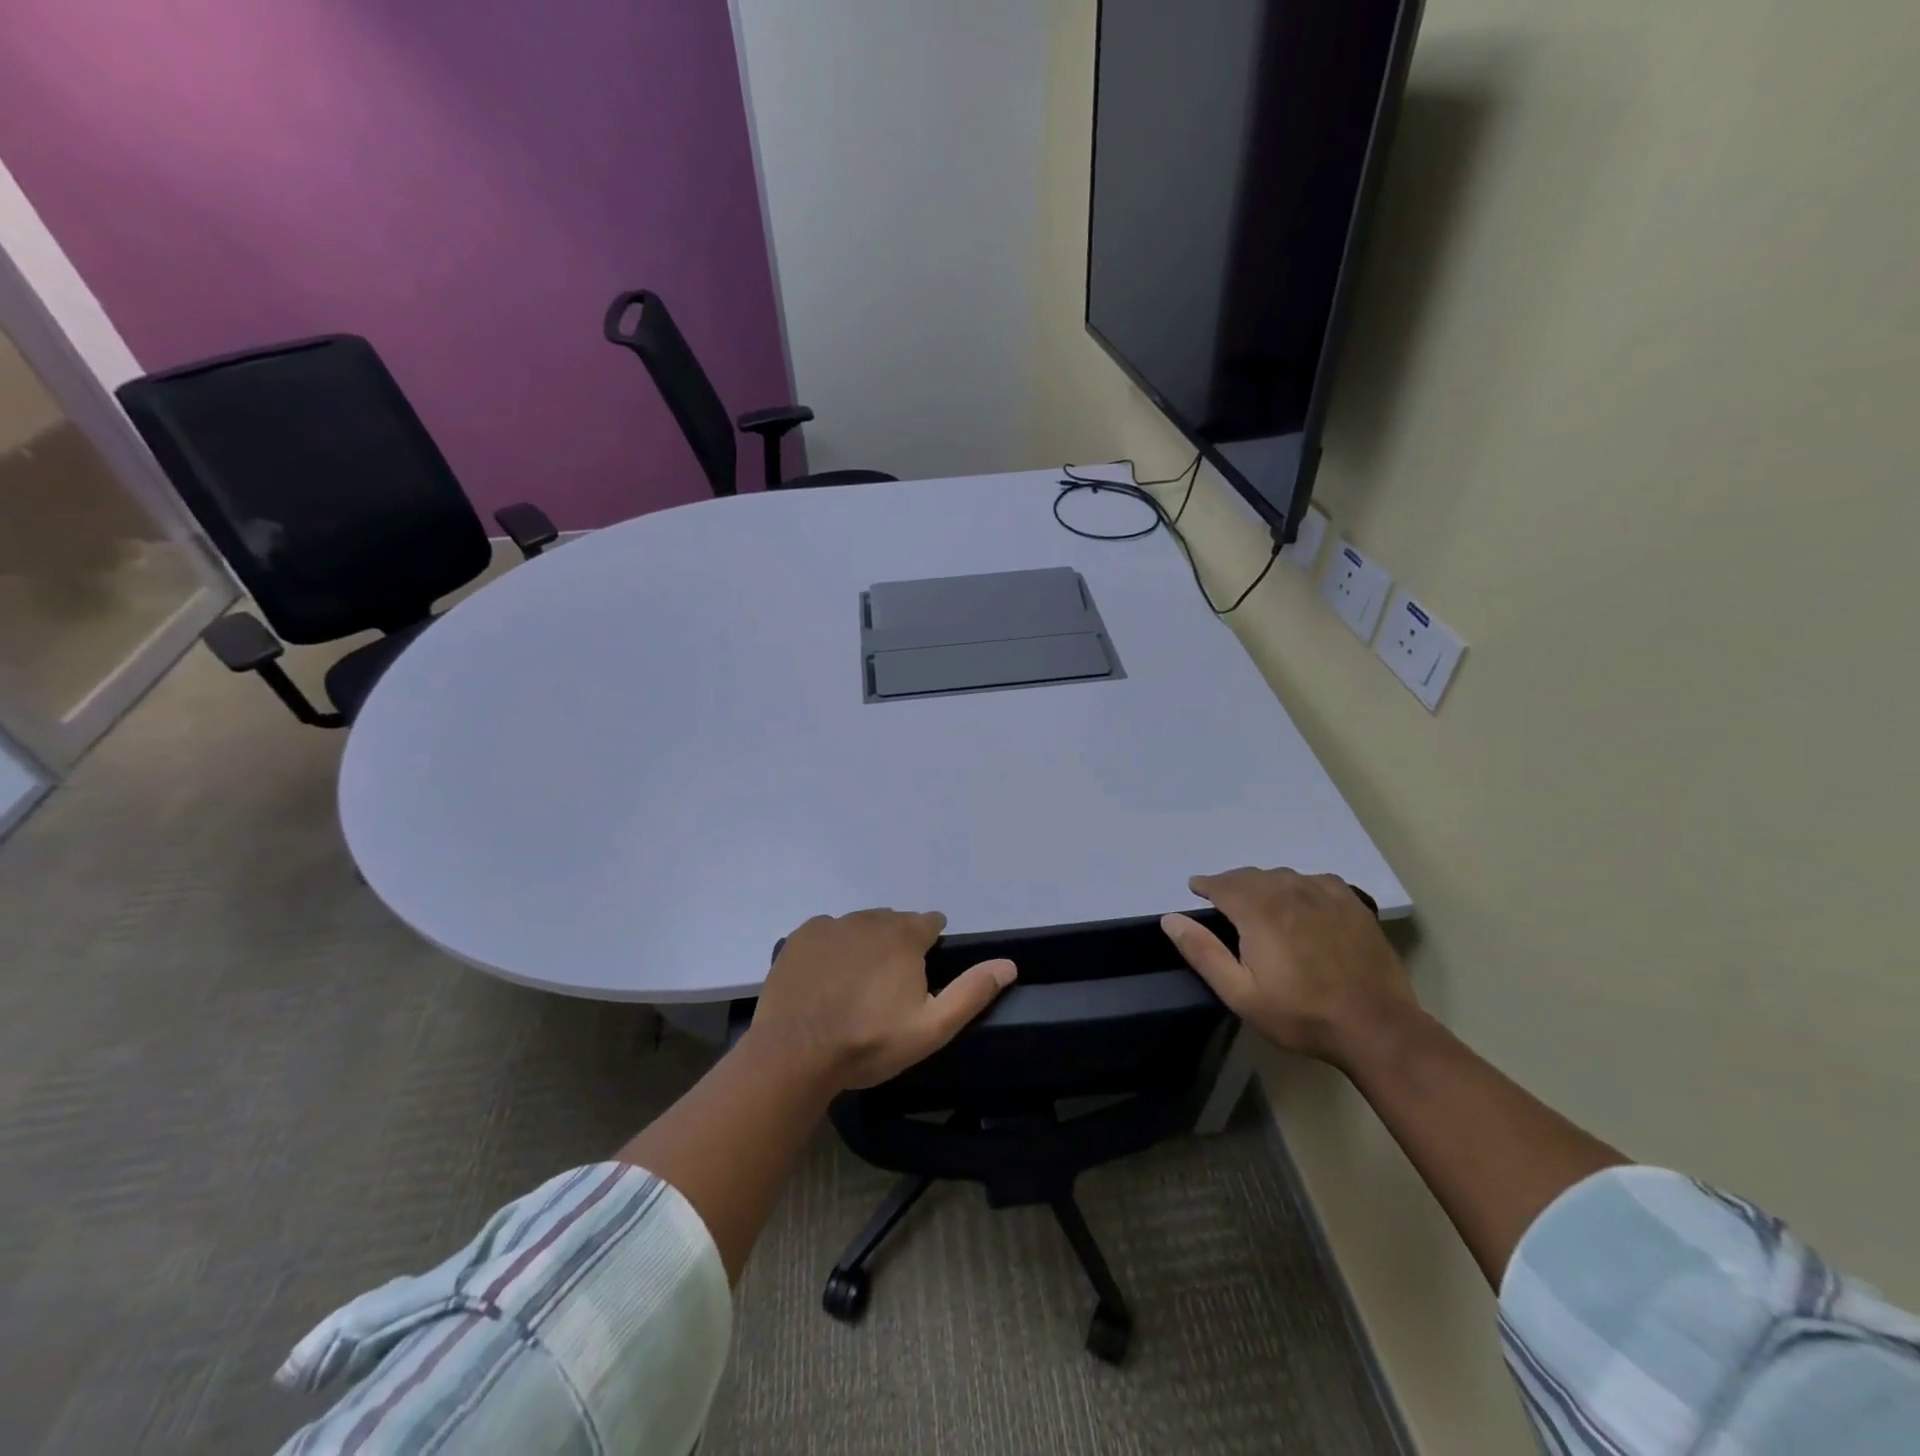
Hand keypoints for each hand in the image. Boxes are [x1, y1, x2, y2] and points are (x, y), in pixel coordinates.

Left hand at [749, 910, 1016, 1090]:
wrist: (794, 1053)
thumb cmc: (869, 1042)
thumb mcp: (931, 1028)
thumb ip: (972, 992)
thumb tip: (1009, 963)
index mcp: (905, 935)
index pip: (930, 923)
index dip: (931, 945)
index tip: (922, 974)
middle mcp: (870, 919)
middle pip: (894, 923)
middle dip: (898, 945)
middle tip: (888, 988)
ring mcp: (832, 925)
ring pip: (860, 926)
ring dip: (865, 945)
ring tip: (856, 986)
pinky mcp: (801, 936)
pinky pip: (827, 933)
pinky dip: (833, 949)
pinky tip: (826, 980)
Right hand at [1162, 868, 1418, 1069]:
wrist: (1375, 1027)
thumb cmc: (1300, 1014)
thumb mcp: (1240, 993)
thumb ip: (1203, 952)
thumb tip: (1171, 919)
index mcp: (1259, 910)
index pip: (1222, 884)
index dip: (1205, 884)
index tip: (1195, 889)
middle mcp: (1289, 891)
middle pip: (1251, 875)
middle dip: (1231, 883)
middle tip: (1222, 899)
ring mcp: (1325, 894)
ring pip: (1282, 875)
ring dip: (1263, 883)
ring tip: (1258, 900)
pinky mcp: (1352, 903)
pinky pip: (1315, 880)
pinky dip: (1298, 885)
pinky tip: (1300, 901)